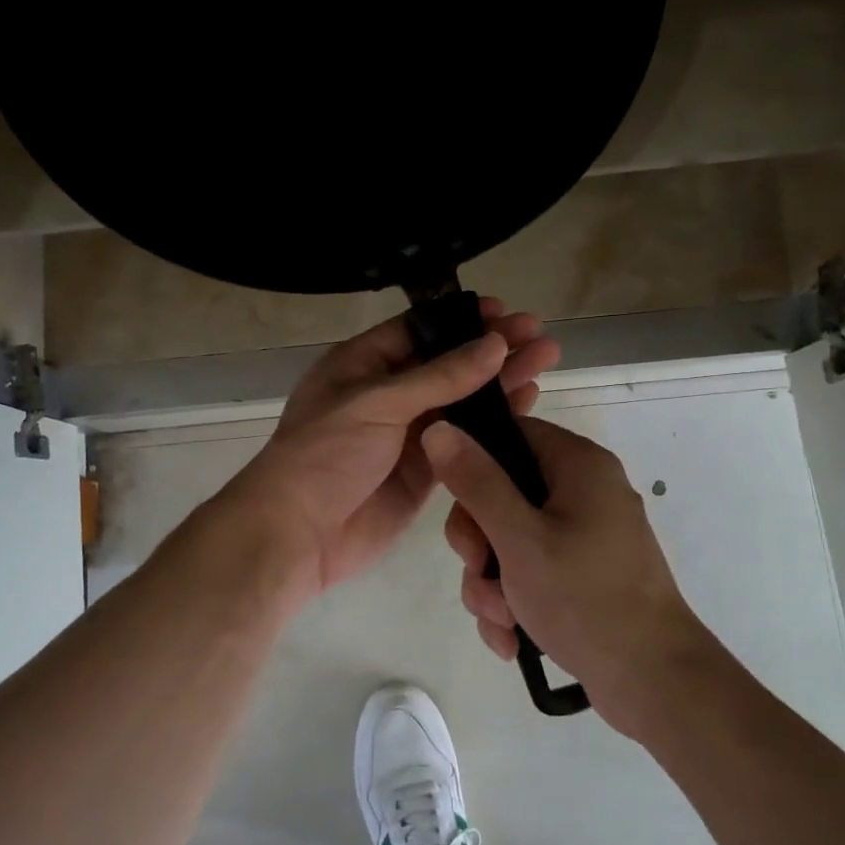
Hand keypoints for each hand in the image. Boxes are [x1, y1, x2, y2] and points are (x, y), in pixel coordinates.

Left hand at [225, 301, 559, 605]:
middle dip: (490, 348)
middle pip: (447, 364)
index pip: (418, 330)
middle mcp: (386, 394)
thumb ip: (439, 376)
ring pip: (461, 401)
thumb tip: (494, 344)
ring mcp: (406, 433)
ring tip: (546, 359)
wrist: (298, 533)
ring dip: (500, 382)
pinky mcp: (424, 470)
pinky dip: (493, 424)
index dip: (461, 320)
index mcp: (361, 364)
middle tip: (538, 335)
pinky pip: (464, 439)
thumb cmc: (325, 453)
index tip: (504, 312)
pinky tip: (527, 405)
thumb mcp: (377, 402)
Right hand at [424, 416, 712, 732]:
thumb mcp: (519, 539)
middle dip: (479, 544)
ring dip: (491, 583)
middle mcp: (584, 491)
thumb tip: (437, 429)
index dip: (474, 465)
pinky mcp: (582, 574)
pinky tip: (512, 639)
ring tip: (501, 620)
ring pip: (509, 540)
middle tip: (479, 573)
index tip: (459, 507)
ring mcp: (585, 535)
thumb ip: (476, 482)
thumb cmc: (586, 599)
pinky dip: (514, 601)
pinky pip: (530, 571)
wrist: (655, 684)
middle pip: (502, 493)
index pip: (510, 435)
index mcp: (578, 465)